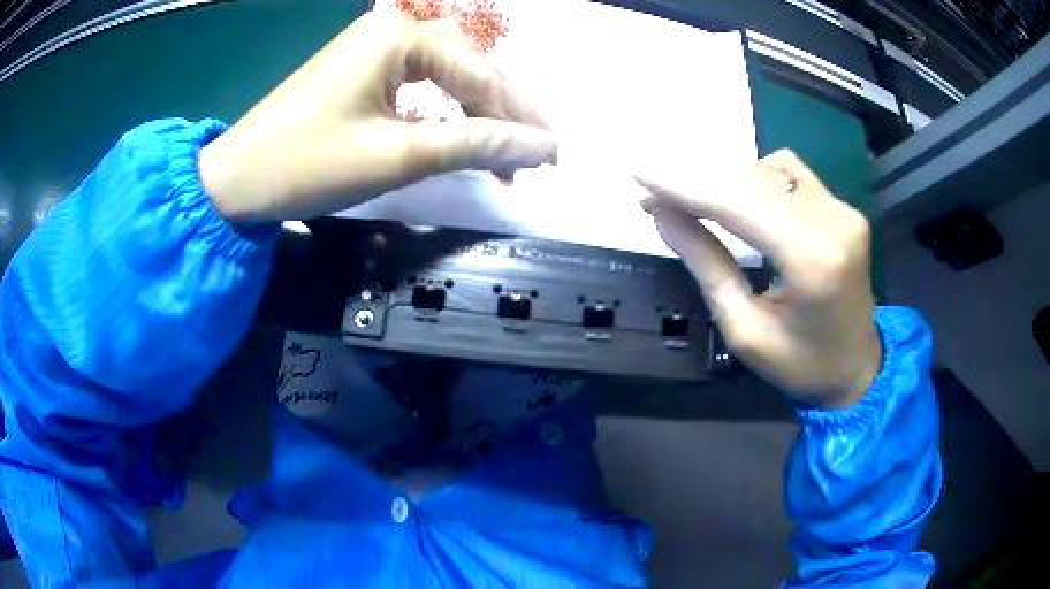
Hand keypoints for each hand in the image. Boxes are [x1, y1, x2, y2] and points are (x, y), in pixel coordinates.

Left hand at [198, 13, 555, 222]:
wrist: (235, 181)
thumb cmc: (309, 164)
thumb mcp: (398, 155)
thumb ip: (476, 145)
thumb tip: (543, 148)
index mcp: (400, 37)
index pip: (479, 75)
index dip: (520, 118)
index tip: (553, 156)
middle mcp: (391, 30)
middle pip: (467, 66)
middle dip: (503, 111)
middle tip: (536, 152)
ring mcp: (372, 48)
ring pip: (445, 74)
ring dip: (477, 109)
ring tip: (505, 147)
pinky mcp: (359, 71)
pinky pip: (417, 83)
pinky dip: (443, 109)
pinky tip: (459, 131)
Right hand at [637, 150, 880, 408]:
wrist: (857, 370)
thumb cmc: (800, 366)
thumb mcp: (744, 331)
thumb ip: (706, 265)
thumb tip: (662, 215)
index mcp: (813, 262)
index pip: (740, 206)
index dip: (685, 187)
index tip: (639, 173)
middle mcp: (834, 223)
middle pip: (754, 181)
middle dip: (701, 185)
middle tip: (660, 200)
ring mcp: (844, 211)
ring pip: (772, 171)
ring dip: (730, 183)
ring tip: (701, 206)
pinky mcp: (846, 209)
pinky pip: (792, 175)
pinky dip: (759, 180)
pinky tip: (745, 202)